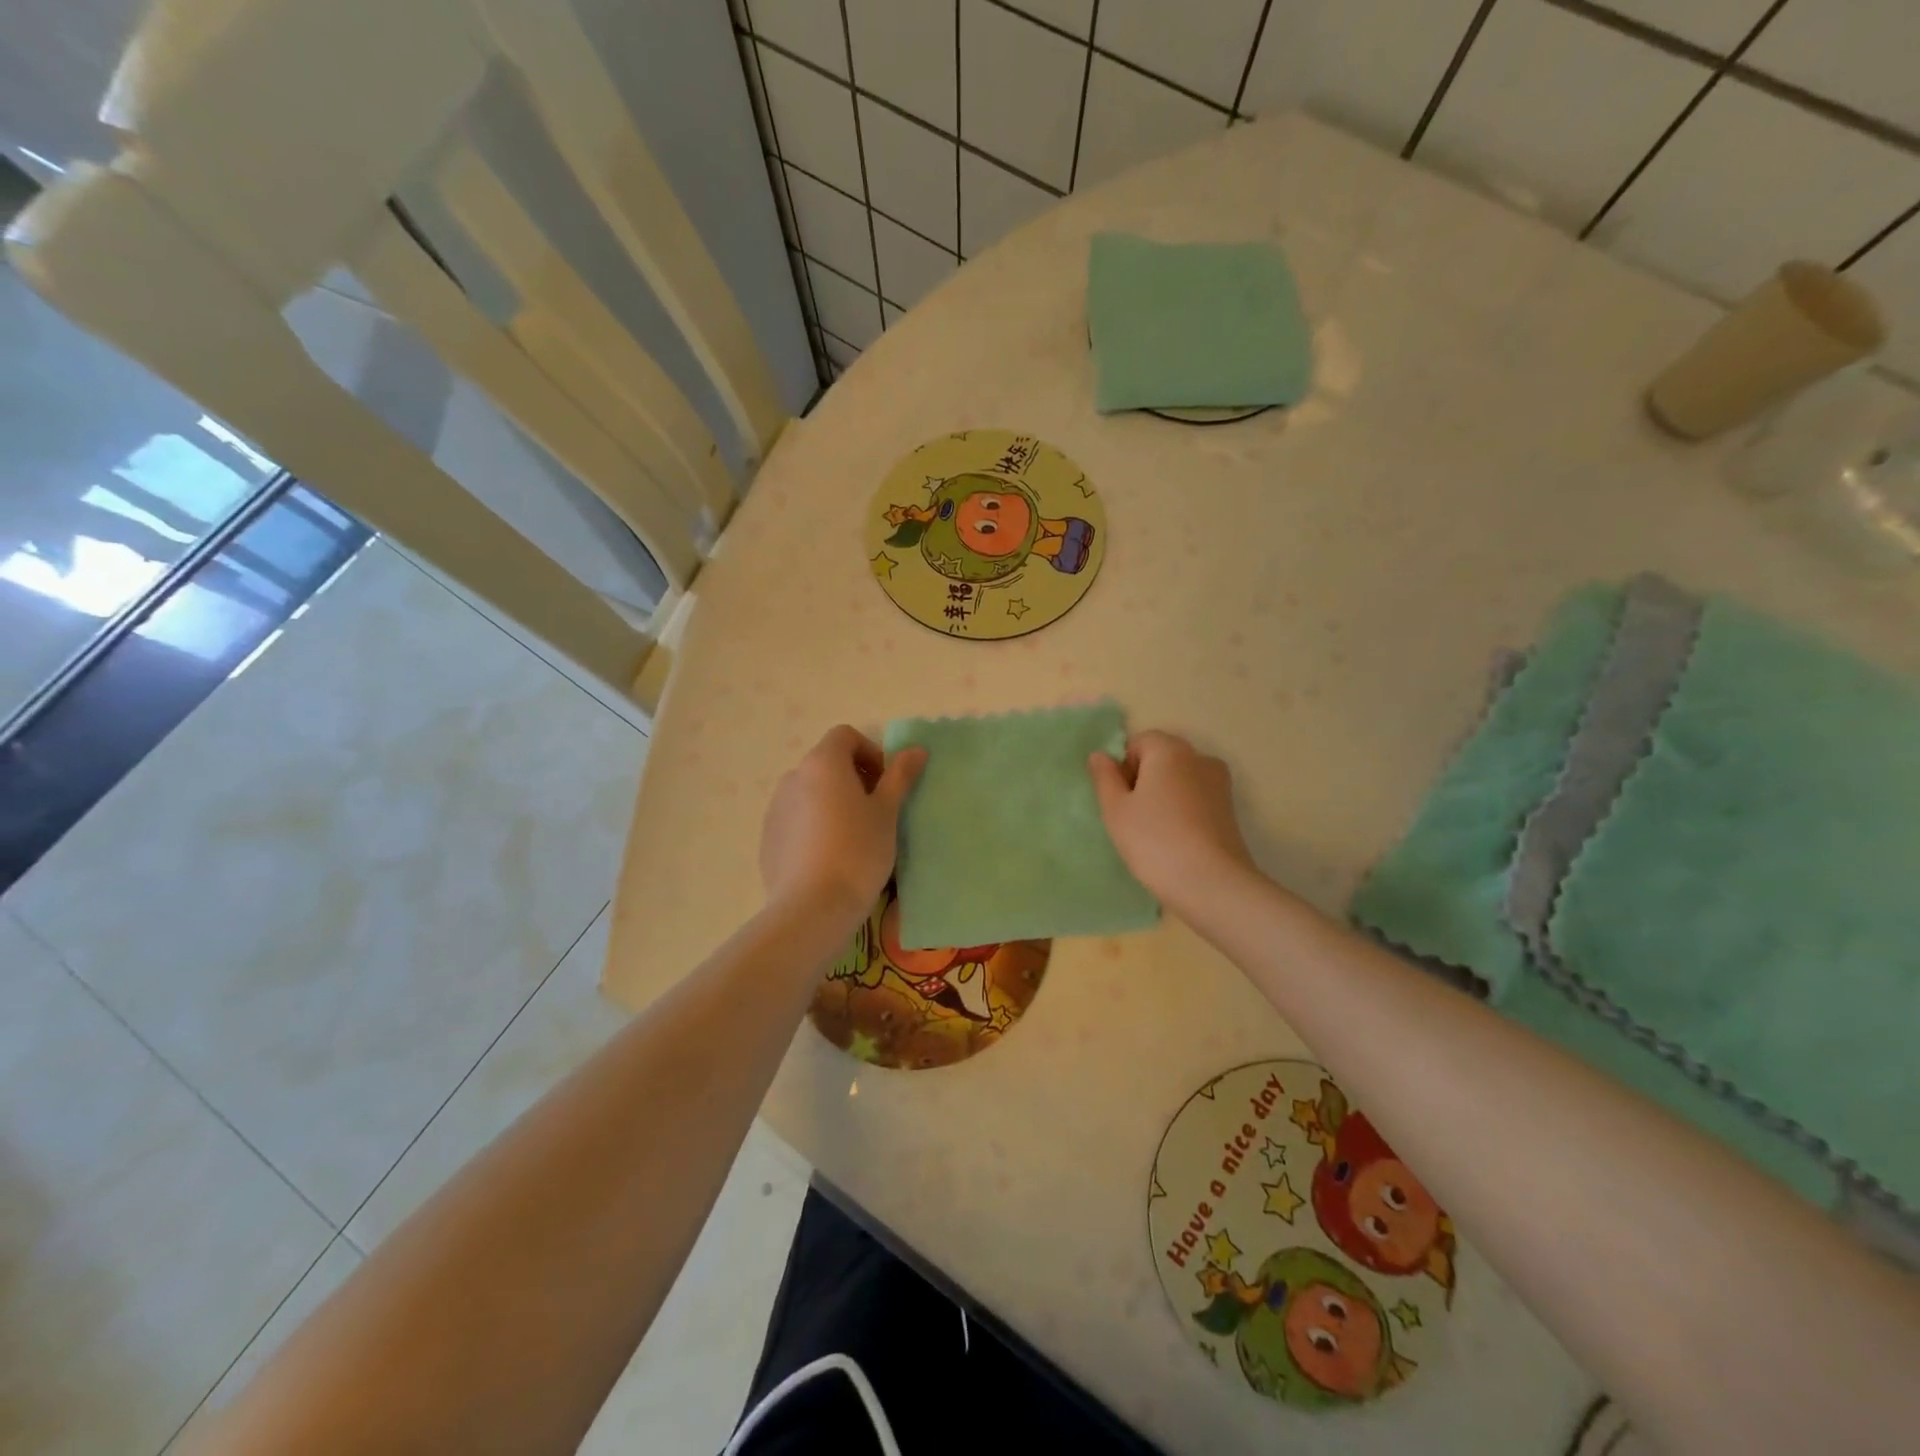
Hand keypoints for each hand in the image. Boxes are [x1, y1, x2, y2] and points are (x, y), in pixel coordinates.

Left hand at [760, 726, 925, 921]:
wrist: (812, 908)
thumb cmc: (858, 851)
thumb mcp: (887, 812)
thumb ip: (900, 776)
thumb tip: (917, 749)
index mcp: (822, 763)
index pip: (845, 736)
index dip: (870, 752)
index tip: (886, 784)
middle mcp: (793, 778)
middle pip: (827, 763)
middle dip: (854, 779)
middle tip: (877, 812)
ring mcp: (775, 809)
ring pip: (811, 793)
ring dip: (833, 803)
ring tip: (854, 838)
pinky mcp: (767, 839)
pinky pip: (796, 820)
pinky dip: (815, 826)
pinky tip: (830, 858)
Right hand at [1089, 730, 1254, 911]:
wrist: (1211, 884)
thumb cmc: (1154, 841)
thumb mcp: (1116, 810)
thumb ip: (1105, 777)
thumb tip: (1100, 755)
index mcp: (1170, 750)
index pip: (1138, 743)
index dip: (1122, 768)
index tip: (1120, 800)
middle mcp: (1199, 758)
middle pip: (1161, 758)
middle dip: (1143, 780)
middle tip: (1131, 817)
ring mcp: (1219, 784)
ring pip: (1179, 780)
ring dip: (1163, 797)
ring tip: (1154, 832)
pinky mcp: (1230, 810)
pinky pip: (1196, 799)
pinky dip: (1182, 812)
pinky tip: (1175, 840)